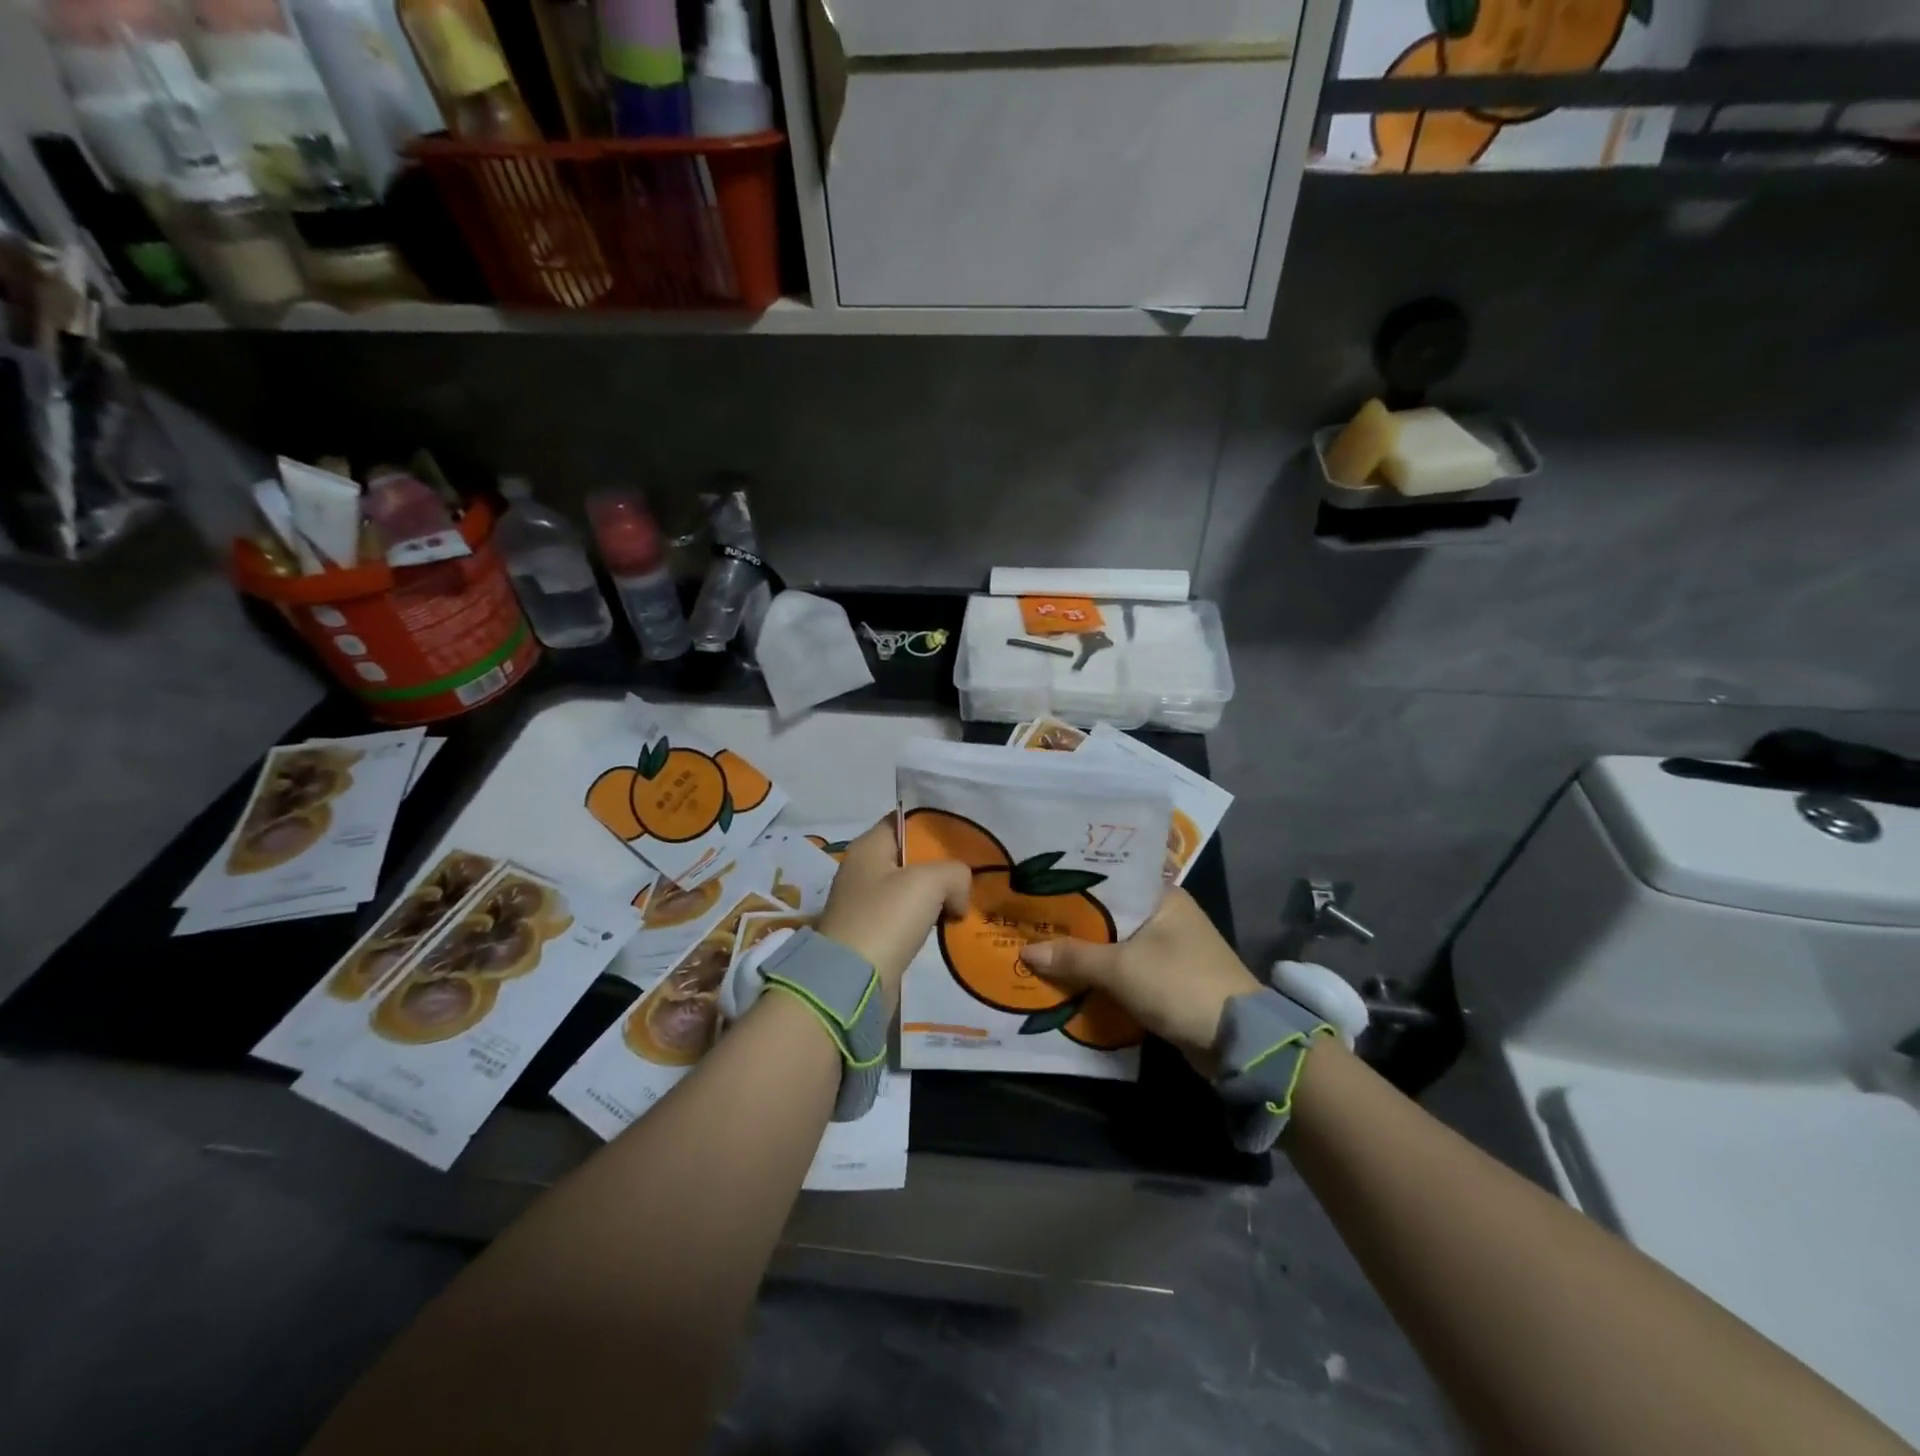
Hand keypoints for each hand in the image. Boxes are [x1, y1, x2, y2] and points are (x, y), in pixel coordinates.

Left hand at [814, 818, 969, 1007]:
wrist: (852, 981)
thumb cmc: (886, 918)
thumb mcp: (929, 882)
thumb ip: (954, 873)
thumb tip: (957, 896)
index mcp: (869, 846)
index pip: (904, 820)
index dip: (934, 824)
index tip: (965, 832)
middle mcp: (863, 869)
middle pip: (910, 856)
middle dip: (941, 863)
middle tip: (974, 870)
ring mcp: (865, 903)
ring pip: (911, 889)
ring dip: (937, 895)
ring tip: (966, 900)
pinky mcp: (872, 934)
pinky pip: (907, 917)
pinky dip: (927, 920)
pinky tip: (949, 926)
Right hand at [1020, 888, 1260, 1072]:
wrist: (1237, 1041)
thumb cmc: (1179, 985)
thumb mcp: (1121, 969)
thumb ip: (1074, 958)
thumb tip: (1027, 952)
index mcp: (1163, 896)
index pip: (1110, 879)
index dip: (1073, 885)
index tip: (1037, 887)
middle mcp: (1167, 915)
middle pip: (1110, 913)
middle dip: (1074, 922)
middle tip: (1029, 919)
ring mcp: (1170, 948)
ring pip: (1116, 942)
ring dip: (1086, 950)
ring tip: (1040, 945)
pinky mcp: (1169, 978)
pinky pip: (1126, 968)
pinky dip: (1102, 972)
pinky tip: (1069, 975)